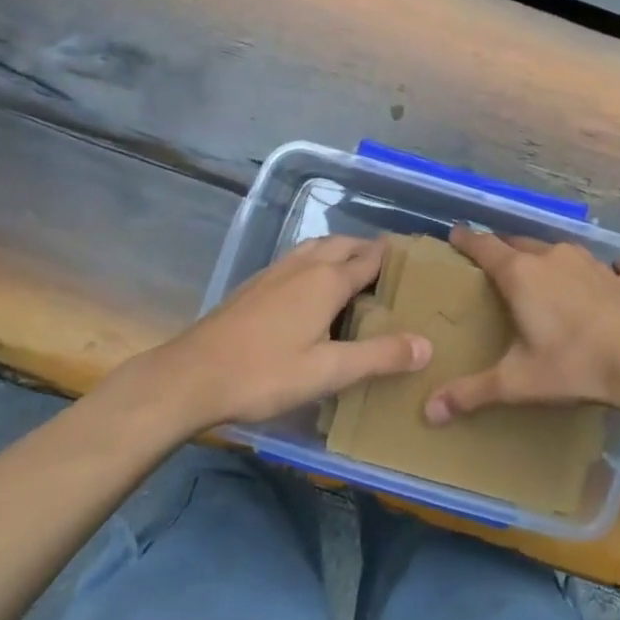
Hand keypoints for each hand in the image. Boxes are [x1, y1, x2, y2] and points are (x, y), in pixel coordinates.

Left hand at [154, 236, 431, 430]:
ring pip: (318, 246)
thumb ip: (379, 357)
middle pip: (345, 244)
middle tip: (390, 269)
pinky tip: (311, 286)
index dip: (394, 257)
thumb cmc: (265, 373)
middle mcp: (305, 264)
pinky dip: (317, 260)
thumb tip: (426, 345)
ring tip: (355, 271)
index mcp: (328, 280)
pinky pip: (298, 258)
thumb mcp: (329, 372)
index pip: (371, 258)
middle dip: (369, 250)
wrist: (193, 375)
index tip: (417, 261)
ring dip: (341, 251)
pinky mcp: (256, 282)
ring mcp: (276, 270)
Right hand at [423, 224, 619, 424]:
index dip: (467, 239)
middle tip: (493, 264)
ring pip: (559, 249)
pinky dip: (612, 269)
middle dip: (503, 249)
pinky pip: (615, 266)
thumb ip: (472, 393)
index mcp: (520, 274)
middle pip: (519, 243)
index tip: (455, 235)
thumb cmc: (572, 364)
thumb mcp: (517, 382)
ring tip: (541, 271)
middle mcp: (552, 257)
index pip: (484, 245)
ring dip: (547, 256)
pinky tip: (616, 276)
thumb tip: (429, 412)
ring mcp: (591, 263)